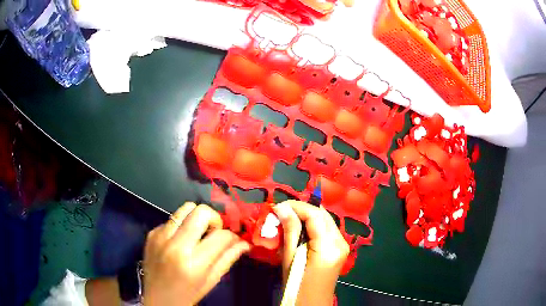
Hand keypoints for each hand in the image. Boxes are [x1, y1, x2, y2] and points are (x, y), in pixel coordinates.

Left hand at [143, 203, 250, 305]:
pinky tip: (179, 241)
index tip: (232, 240)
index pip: (220, 236)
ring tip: (197, 233)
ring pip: (185, 208)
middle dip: (213, 218)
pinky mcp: (151, 233)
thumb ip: (227, 259)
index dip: (231, 235)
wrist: (156, 298)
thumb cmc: (187, 294)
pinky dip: (180, 226)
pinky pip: (171, 219)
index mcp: (194, 263)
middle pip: (200, 212)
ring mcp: (160, 237)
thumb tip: (244, 243)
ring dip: (196, 218)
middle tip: (213, 232)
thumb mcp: (211, 281)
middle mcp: (176, 245)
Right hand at [273, 200, 348, 305]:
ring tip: (288, 217)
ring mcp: (342, 244)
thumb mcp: (290, 260)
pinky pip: (327, 228)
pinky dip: (313, 224)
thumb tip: (282, 208)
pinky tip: (300, 227)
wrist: (313, 302)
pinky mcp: (340, 247)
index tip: (278, 206)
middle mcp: (340, 241)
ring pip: (326, 219)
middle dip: (302, 209)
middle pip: (323, 214)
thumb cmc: (298, 286)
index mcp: (328, 247)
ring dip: (307, 215)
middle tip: (282, 210)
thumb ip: (290, 232)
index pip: (315, 216)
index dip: (297, 206)